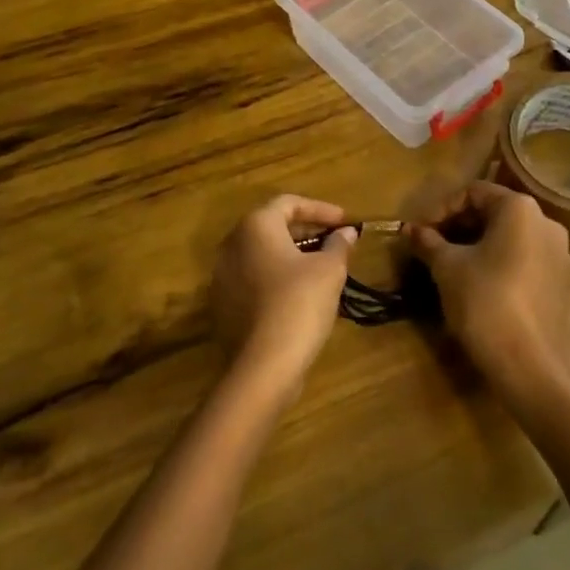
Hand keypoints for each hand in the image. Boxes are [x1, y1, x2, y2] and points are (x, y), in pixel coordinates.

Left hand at [210, 195, 356, 396]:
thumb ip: (339, 244)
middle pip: (273, 226)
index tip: (344, 221)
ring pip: (262, 254)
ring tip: (321, 266)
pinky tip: (300, 293)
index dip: (320, 209)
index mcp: (256, 226)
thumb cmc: (300, 303)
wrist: (264, 365)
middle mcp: (233, 244)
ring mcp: (223, 276)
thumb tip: (347, 232)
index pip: (290, 203)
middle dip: (307, 231)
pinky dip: (277, 277)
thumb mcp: (330, 269)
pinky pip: (253, 278)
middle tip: (334, 241)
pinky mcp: (223, 304)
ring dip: (292, 255)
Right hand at [410, 182, 569, 406]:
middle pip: (494, 212)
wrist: (529, 366)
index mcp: (520, 209)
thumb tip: (409, 229)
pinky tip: (476, 284)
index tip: (420, 232)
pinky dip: (498, 263)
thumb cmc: (485, 302)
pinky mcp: (560, 283)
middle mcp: (545, 223)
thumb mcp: (447, 268)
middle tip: (430, 247)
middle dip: (458, 227)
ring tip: (448, 265)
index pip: (474, 193)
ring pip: (509, 237)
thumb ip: (428, 242)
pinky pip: (523, 259)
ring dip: (476, 245)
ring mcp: (558, 254)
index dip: (441, 209)